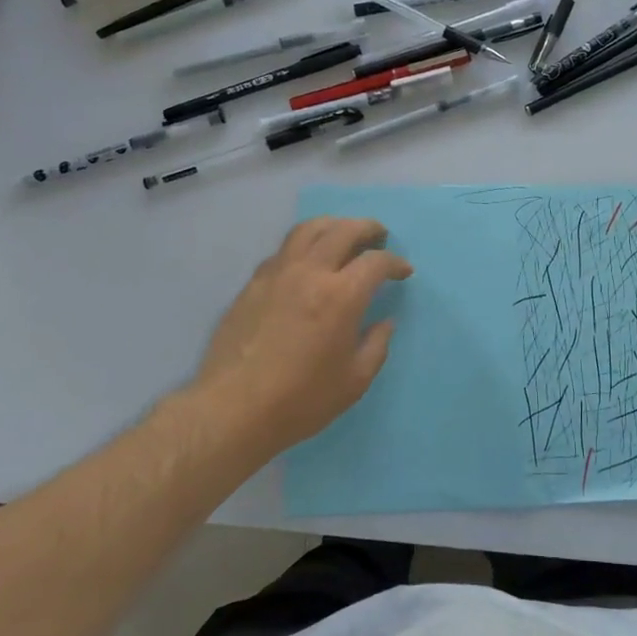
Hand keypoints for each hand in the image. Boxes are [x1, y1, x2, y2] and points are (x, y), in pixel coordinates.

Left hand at [185, 218, 412, 456]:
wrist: (233, 410)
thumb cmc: (301, 400)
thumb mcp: (354, 381)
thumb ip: (376, 346)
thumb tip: (385, 322)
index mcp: (341, 296)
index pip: (376, 261)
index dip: (395, 262)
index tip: (404, 272)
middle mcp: (310, 273)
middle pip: (343, 231)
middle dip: (368, 229)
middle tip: (379, 236)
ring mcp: (278, 274)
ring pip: (308, 230)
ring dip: (333, 225)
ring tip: (343, 234)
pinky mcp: (253, 284)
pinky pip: (284, 250)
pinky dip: (304, 245)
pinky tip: (307, 262)